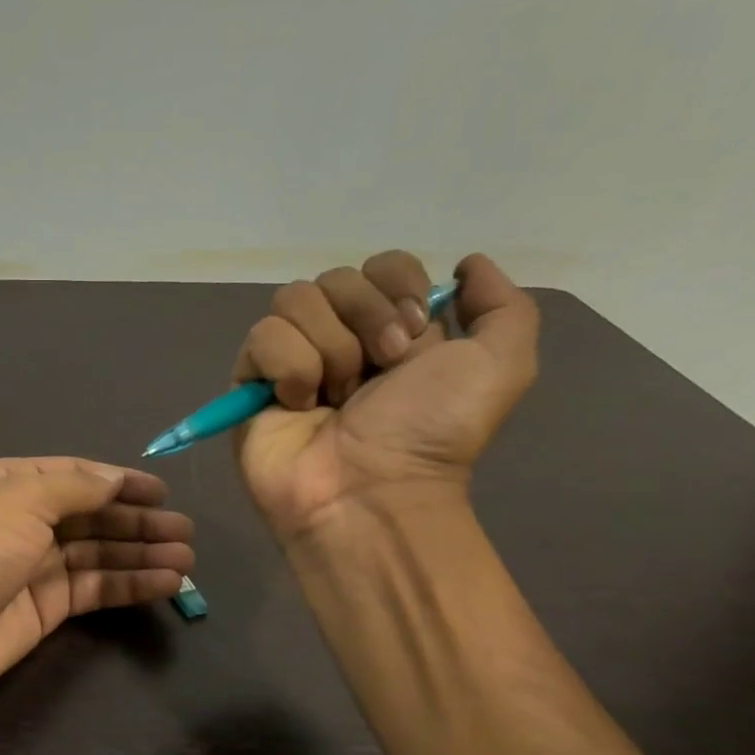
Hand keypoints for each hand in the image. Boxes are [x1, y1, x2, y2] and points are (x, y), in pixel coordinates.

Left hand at [0, 458, 195, 702]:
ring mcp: (37, 566)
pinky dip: (130, 585)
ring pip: (101, 554)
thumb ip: (74, 488)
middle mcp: (27, 521)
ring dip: (143, 554)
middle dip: (139, 522)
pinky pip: (96, 589)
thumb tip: (114, 478)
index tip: (162, 492)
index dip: (120, 482)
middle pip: (94, 516)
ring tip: (186, 559)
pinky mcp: (47, 607)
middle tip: (186, 532)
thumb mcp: (19, 500)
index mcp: (12, 484)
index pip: (77, 477)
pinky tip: (166, 583)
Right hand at [233, 251, 539, 539]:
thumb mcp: (502, 366)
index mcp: (393, 329)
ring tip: (337, 397)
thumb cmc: (431, 433)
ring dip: (328, 348)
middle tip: (379, 372)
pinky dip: (289, 368)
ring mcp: (292, 359)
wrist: (371, 491)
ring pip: (294, 299)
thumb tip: (467, 264)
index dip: (397, 285)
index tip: (414, 332)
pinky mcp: (251, 381)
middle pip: (337, 277)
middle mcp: (341, 338)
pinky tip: (299, 405)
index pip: (382, 264)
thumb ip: (503, 306)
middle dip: (365, 319)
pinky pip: (262, 336)